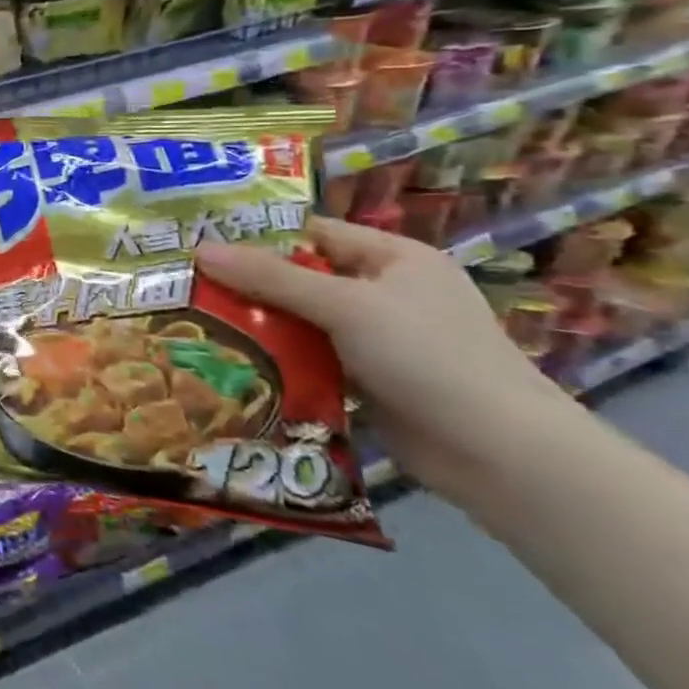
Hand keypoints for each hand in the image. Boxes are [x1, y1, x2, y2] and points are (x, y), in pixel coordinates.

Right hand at [195, 217, 571, 507]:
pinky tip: (234, 360)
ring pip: (302, 320)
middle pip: (302, 277)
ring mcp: (378, 338)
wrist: (501, 455)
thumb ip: (270, 278)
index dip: (258, 236)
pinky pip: (311, 357)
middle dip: (248, 284)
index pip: (313, 233)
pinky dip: (278, 358)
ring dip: (259, 324)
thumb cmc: (429, 357)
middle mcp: (386, 291)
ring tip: (197, 322)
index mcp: (394, 258)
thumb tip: (200, 250)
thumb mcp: (344, 306)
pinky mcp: (368, 378)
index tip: (199, 244)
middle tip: (187, 286)